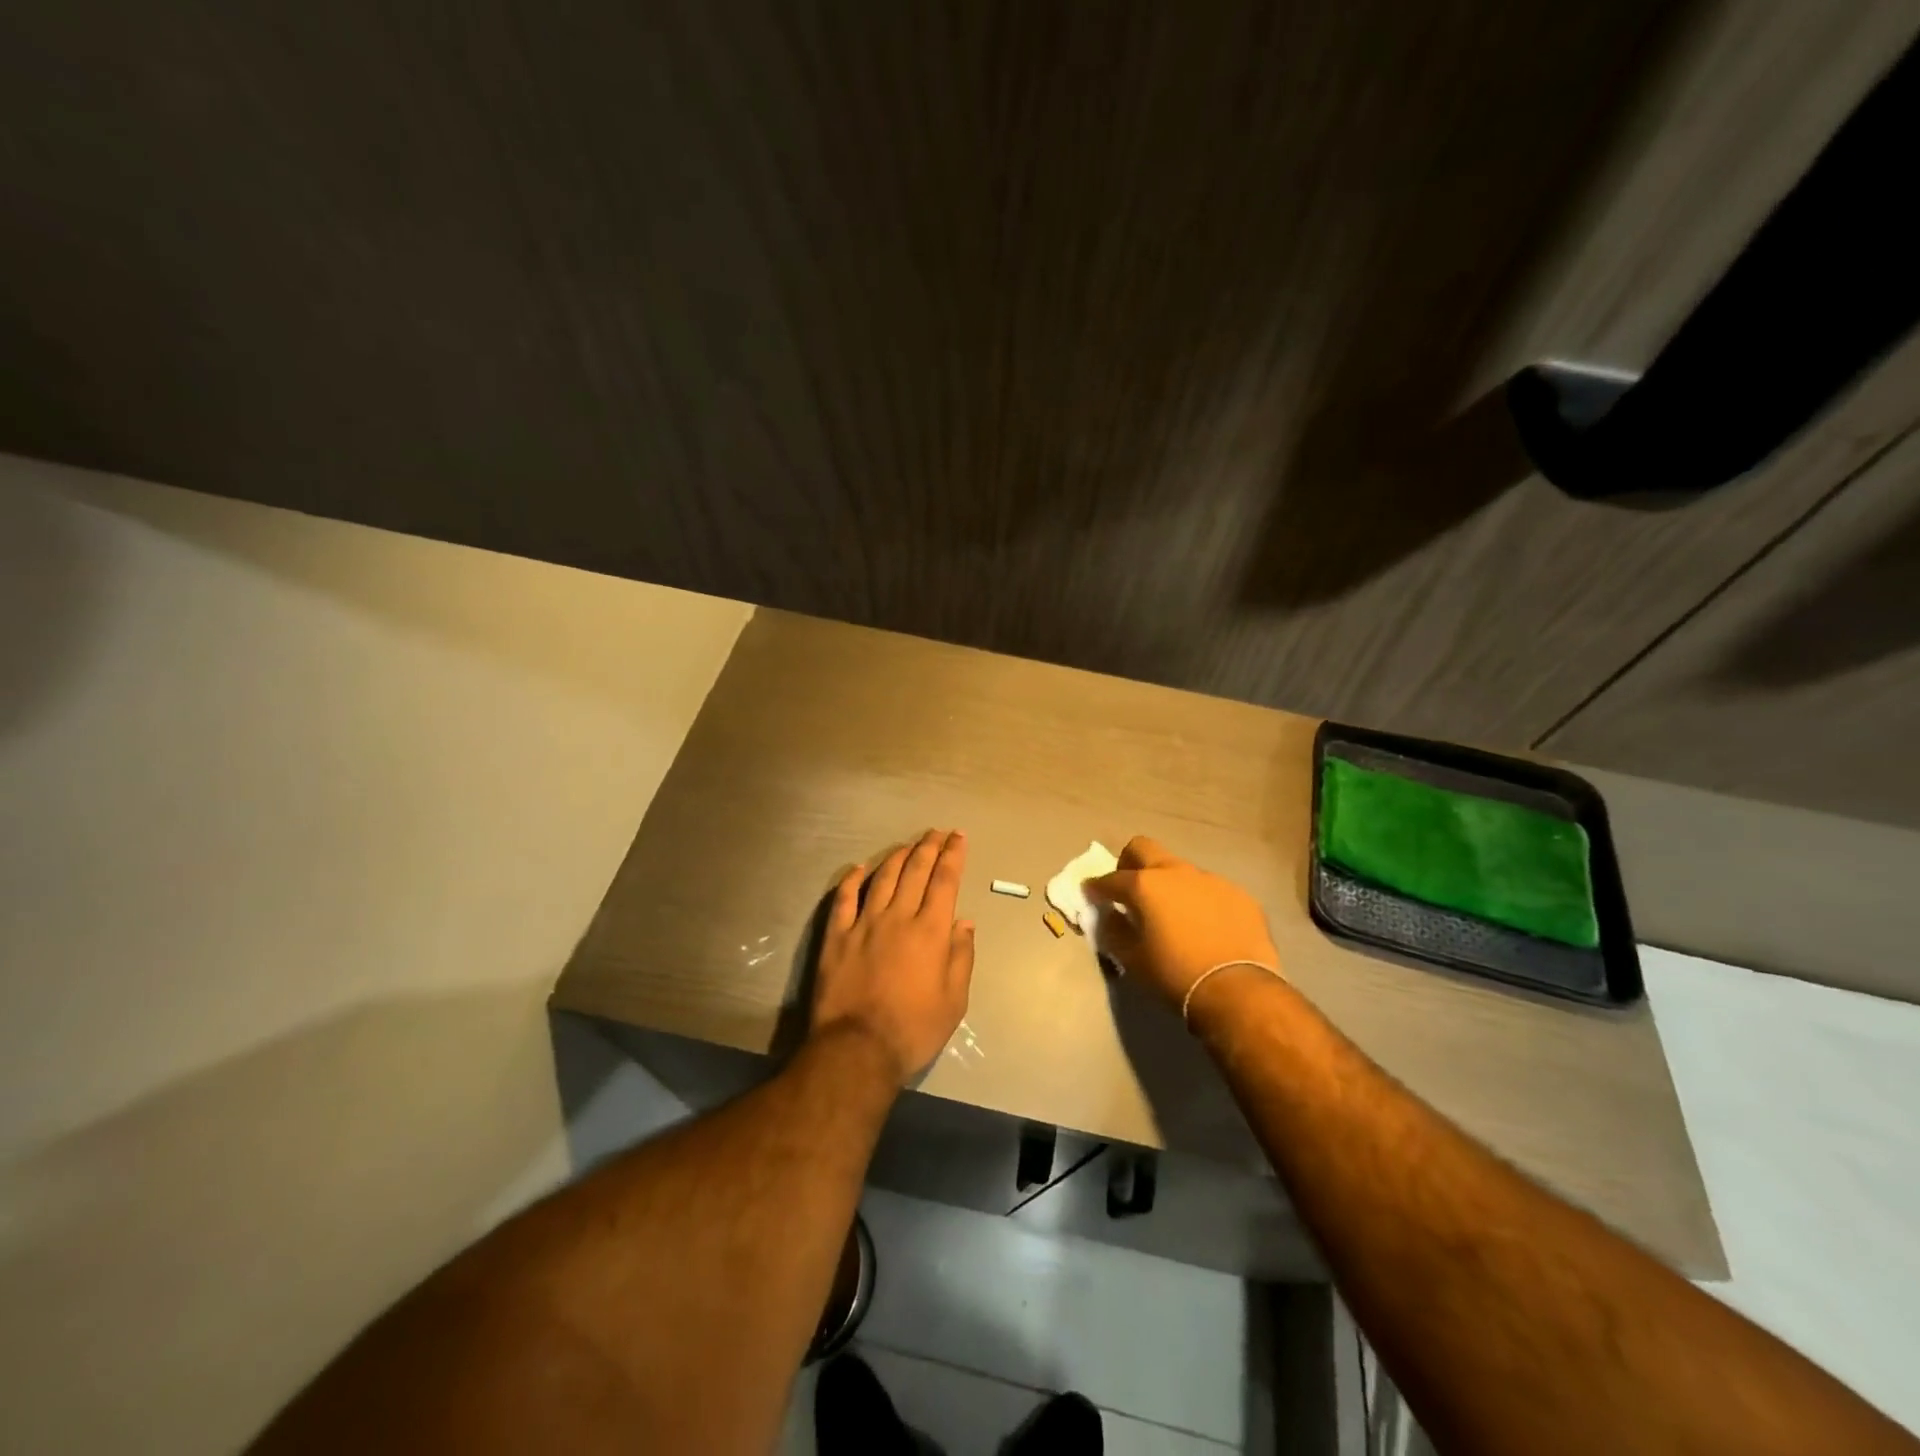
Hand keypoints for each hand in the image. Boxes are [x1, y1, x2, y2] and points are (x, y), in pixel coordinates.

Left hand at [811, 829, 974, 1083]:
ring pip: (883, 878)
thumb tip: (964, 922)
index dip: (953, 855)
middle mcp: (898, 917)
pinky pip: (844, 898)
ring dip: (897, 856)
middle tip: (936, 832)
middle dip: (929, 847)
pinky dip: (852, 879)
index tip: (958, 837)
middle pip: (915, 871)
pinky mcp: (836, 936)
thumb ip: (961, 956)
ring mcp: (863, 924)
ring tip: (908, 845)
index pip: (945, 881)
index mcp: (930, 931)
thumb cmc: (913, 1029)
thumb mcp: (954, 1001)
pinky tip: (859, 868)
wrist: (857, 1049)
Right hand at [1085, 836, 1279, 1010]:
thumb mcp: (1133, 959)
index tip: (1091, 894)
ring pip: (1180, 870)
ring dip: (1169, 885)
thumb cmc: (1175, 974)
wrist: (1238, 990)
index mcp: (1145, 885)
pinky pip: (1210, 890)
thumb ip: (1115, 931)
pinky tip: (1206, 927)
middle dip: (1130, 864)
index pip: (1110, 878)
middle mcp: (1176, 872)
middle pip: (1144, 849)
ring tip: (1173, 915)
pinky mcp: (1239, 895)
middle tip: (1130, 890)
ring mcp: (1211, 880)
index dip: (1096, 887)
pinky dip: (1200, 901)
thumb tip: (1111, 917)